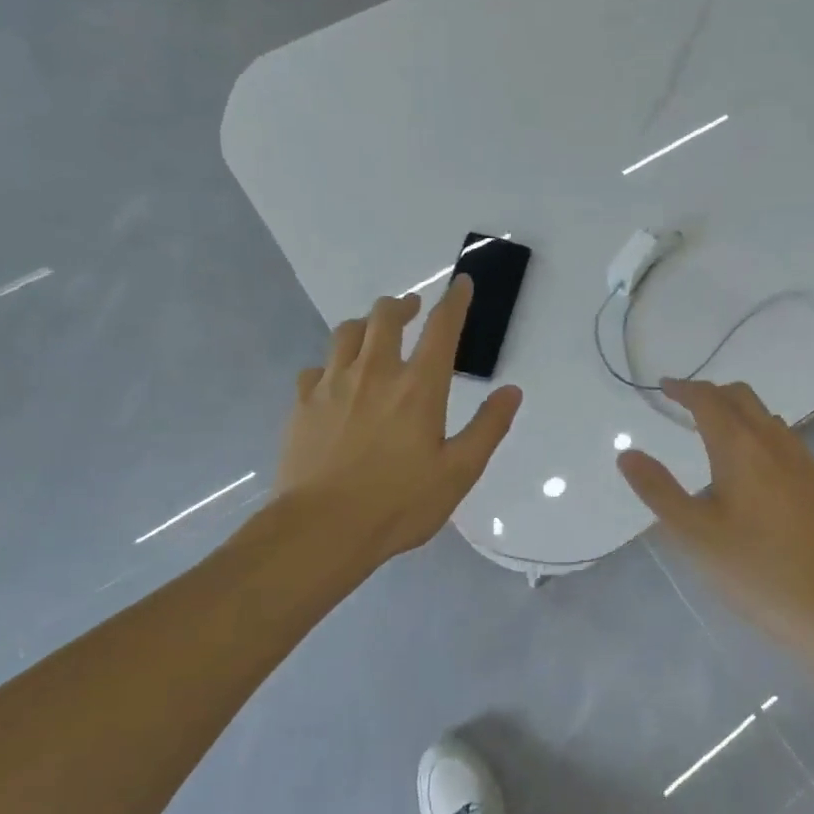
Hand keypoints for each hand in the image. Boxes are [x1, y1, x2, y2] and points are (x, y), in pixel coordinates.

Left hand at [278, 277, 520, 567]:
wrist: (322, 530)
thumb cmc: (399, 503)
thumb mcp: (459, 472)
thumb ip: (488, 428)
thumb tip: (511, 391)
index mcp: (418, 387)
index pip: (441, 328)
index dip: (455, 301)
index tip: (461, 283)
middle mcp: (374, 373)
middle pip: (385, 316)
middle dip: (403, 305)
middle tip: (412, 310)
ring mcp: (332, 385)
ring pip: (347, 333)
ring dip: (366, 325)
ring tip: (374, 334)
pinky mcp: (302, 405)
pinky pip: (316, 368)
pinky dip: (332, 365)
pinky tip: (335, 381)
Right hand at [616, 379, 813, 649]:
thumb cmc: (754, 570)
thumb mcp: (693, 534)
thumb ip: (658, 490)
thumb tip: (627, 454)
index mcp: (741, 448)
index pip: (709, 400)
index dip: (684, 389)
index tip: (663, 387)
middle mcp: (775, 443)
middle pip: (742, 398)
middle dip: (711, 393)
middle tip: (685, 405)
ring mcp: (803, 462)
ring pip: (766, 417)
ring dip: (737, 412)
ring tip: (714, 433)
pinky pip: (784, 439)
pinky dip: (759, 433)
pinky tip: (753, 467)